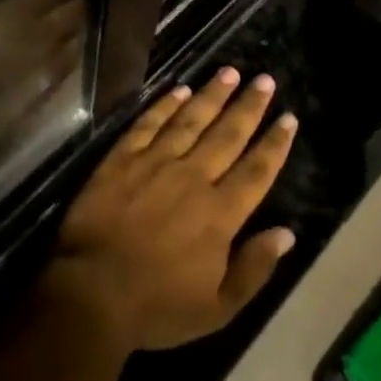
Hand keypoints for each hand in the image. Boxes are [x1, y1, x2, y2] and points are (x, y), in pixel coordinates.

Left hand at [47, 68, 297, 354]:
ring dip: (212, 95)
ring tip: (230, 72)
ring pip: (191, 120)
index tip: (288, 118)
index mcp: (220, 214)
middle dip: (249, 107)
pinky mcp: (121, 160)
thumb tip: (287, 233)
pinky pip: (148, 125)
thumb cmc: (157, 307)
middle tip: (265, 80)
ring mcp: (155, 164)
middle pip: (227, 135)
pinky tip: (179, 89)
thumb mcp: (218, 308)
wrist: (92, 293)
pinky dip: (165, 105)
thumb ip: (255, 269)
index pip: (256, 171)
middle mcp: (193, 178)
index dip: (274, 144)